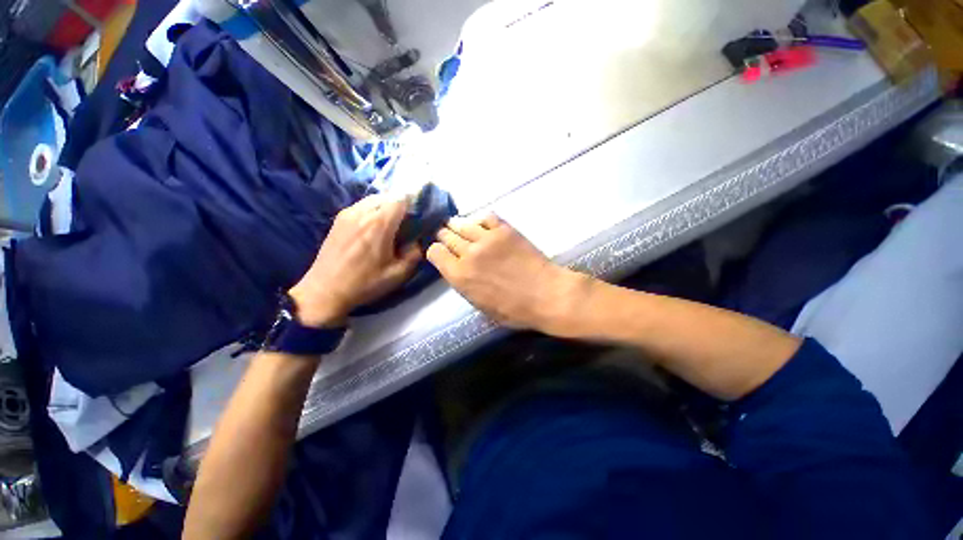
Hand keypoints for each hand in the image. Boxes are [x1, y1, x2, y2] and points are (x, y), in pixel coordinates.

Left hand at [289, 194, 421, 327]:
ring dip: (386, 206)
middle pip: (387, 196)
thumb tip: (418, 241)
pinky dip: (372, 210)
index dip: (414, 203)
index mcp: (379, 224)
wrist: (325, 291)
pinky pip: (361, 206)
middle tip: (407, 222)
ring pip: (373, 199)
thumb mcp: (398, 274)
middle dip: (400, 205)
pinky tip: (373, 227)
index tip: (420, 215)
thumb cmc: (365, 283)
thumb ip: (414, 254)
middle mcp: (362, 212)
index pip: (401, 199)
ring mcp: (347, 214)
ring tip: (391, 224)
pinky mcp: (338, 219)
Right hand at [427, 214, 587, 332]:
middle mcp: (468, 253)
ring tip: (461, 228)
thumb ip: (464, 284)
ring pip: (462, 223)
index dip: (437, 252)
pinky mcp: (505, 230)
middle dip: (445, 237)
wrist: (546, 295)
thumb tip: (458, 269)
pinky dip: (481, 220)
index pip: (435, 252)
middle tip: (451, 239)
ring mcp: (486, 238)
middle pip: (446, 235)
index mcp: (459, 276)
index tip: (442, 254)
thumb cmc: (514, 310)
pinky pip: (486, 217)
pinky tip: (482, 226)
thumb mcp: (480, 305)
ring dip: (458, 225)